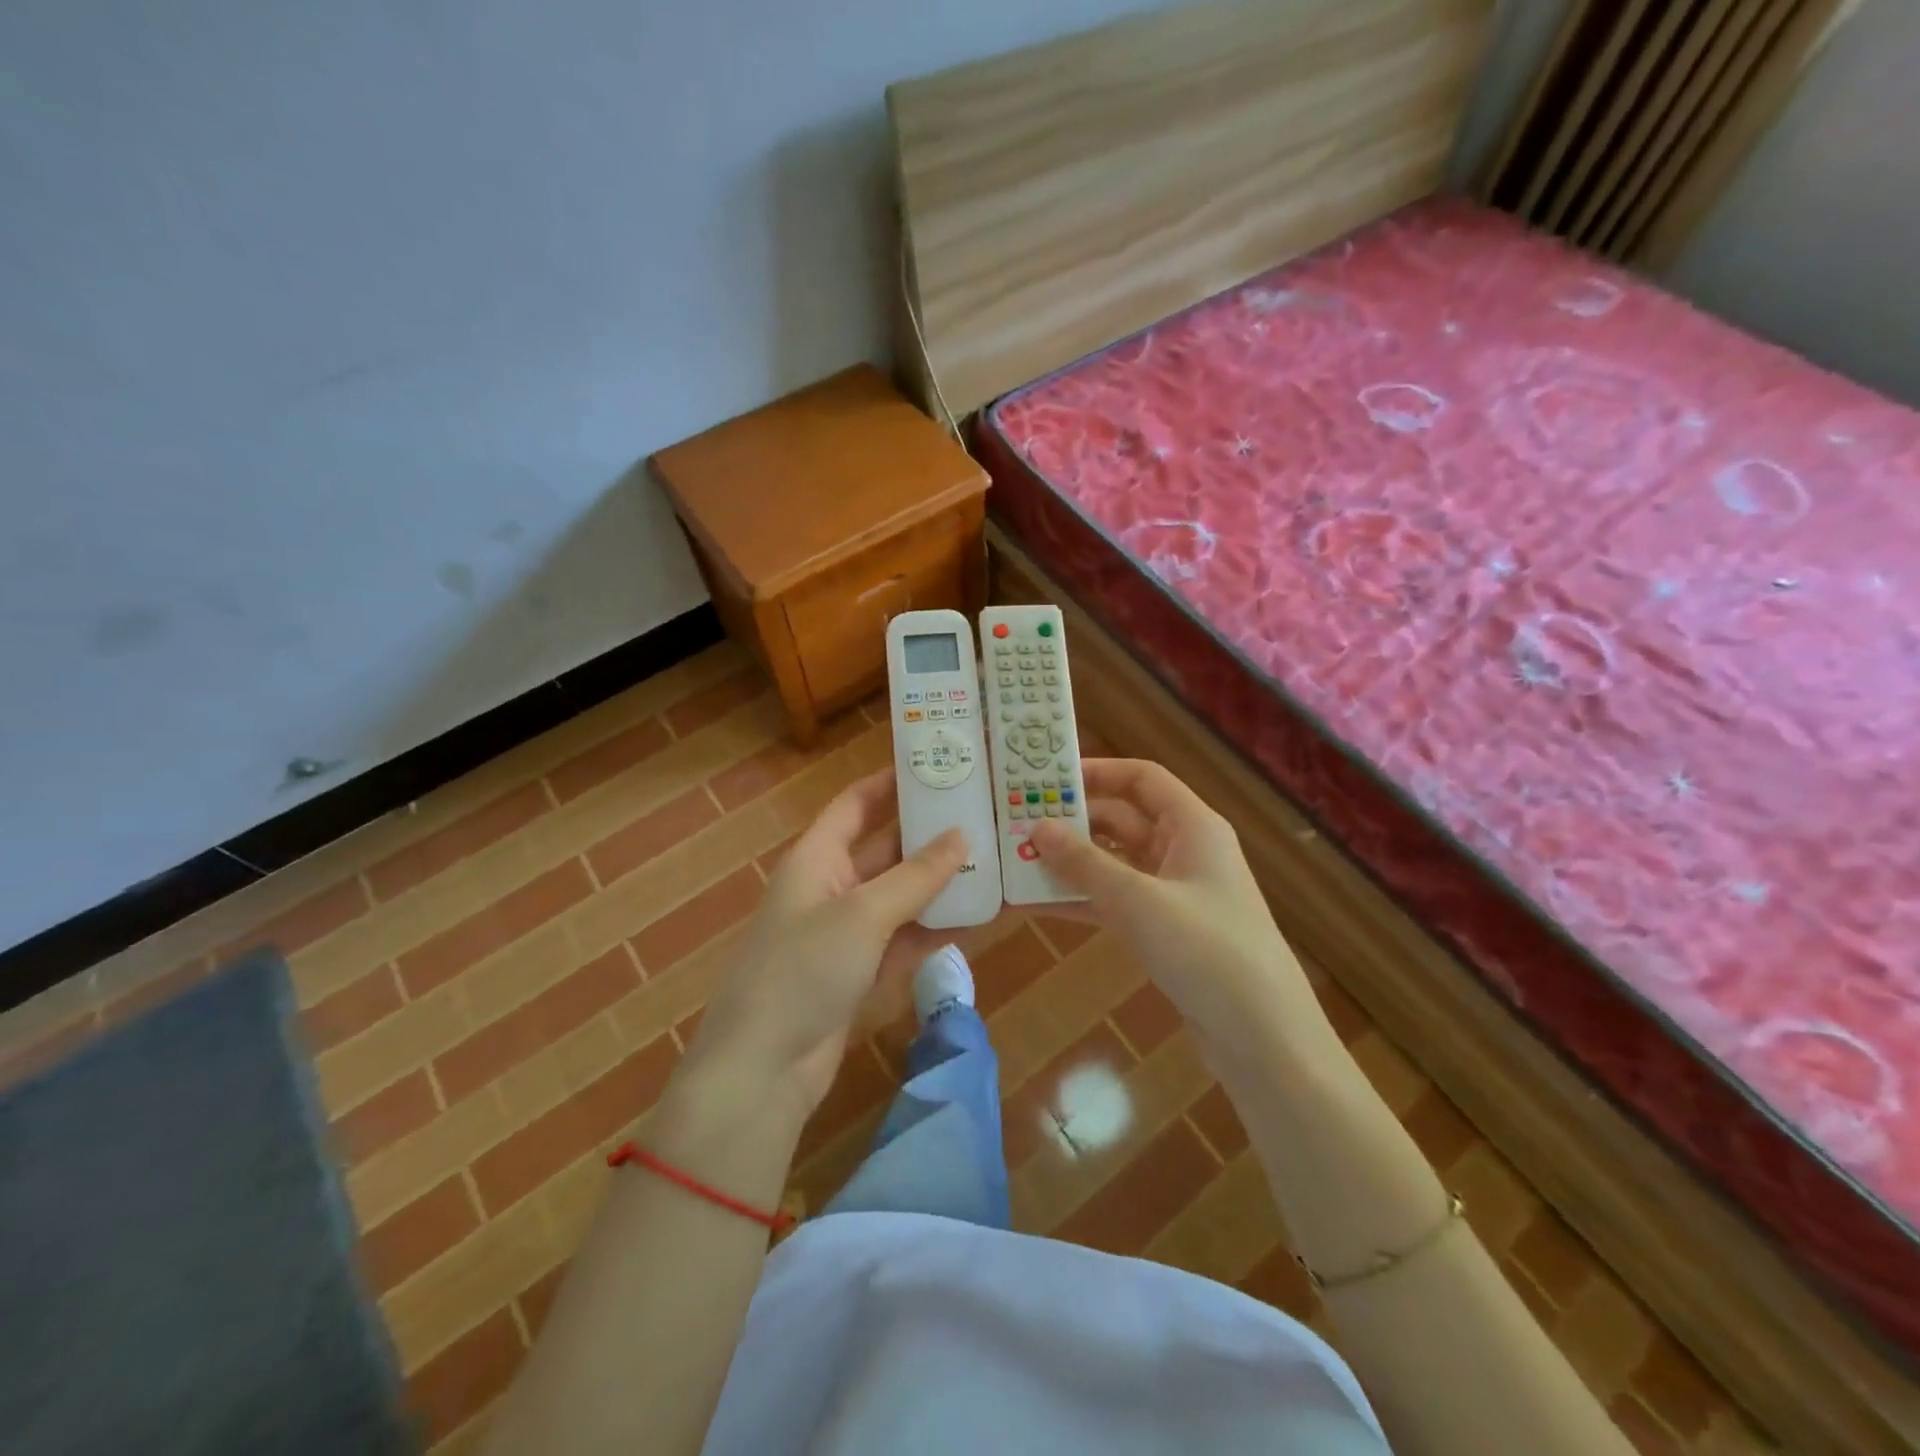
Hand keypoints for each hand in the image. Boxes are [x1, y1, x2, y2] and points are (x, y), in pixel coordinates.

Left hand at [685, 771, 967, 1112]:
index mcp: (817, 858)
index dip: (889, 783)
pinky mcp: (863, 971)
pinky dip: (938, 927)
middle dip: (929, 834)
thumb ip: (916, 876)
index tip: (936, 766)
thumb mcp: (863, 914)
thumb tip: (962, 834)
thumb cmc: (803, 970)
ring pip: (902, 895)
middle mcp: (832, 887)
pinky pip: (907, 937)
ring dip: (942, 882)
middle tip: (983, 814)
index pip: (855, 805)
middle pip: (886, 848)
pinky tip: (982, 915)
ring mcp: (848, 932)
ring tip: (995, 860)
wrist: (764, 1069)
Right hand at [1027, 759, 1328, 1068]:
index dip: (1097, 772)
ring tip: (1016, 862)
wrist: (1263, 1038)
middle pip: (1122, 819)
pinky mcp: (1166, 931)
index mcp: (1192, 826)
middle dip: (1073, 822)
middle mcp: (1184, 850)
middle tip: (1017, 824)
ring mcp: (1175, 893)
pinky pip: (1116, 901)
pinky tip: (1038, 905)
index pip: (1142, 778)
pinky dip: (1083, 899)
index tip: (1046, 778)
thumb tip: (1038, 827)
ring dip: (1071, 864)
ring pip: (1114, 863)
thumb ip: (1085, 863)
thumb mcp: (1138, 901)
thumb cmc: (1206, 951)